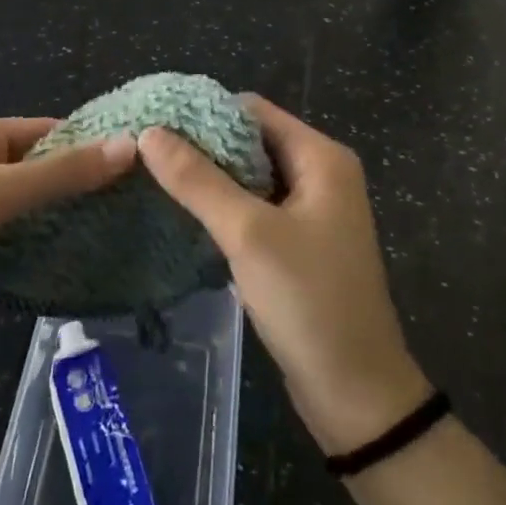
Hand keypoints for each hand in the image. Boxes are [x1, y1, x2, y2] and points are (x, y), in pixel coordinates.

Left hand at [0, 118, 135, 351]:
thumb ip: (63, 174)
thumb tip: (132, 146)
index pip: (49, 132)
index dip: (91, 145)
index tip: (140, 166)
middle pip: (41, 174)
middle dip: (81, 191)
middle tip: (137, 211)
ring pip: (28, 216)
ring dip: (61, 228)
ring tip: (121, 241)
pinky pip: (11, 250)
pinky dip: (37, 258)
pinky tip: (78, 271)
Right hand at [140, 99, 430, 456]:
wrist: (356, 393)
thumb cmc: (308, 301)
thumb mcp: (248, 234)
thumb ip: (198, 181)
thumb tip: (150, 133)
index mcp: (321, 157)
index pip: (254, 110)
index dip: (206, 113)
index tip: (156, 123)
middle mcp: (322, 174)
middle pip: (252, 141)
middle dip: (204, 146)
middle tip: (148, 153)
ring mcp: (313, 210)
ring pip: (252, 176)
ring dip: (212, 178)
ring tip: (157, 178)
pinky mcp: (302, 243)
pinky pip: (257, 208)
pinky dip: (226, 207)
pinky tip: (188, 215)